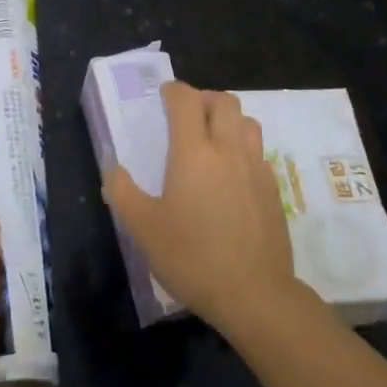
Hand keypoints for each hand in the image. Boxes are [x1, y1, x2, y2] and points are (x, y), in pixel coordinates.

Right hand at [104, 81, 299, 335]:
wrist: (255, 295)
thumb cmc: (193, 257)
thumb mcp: (144, 229)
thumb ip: (123, 193)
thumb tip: (113, 169)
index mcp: (194, 152)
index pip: (186, 101)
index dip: (174, 91)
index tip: (164, 96)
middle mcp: (228, 150)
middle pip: (224, 102)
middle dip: (204, 99)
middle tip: (188, 115)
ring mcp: (256, 169)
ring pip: (248, 122)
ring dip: (229, 120)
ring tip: (213, 139)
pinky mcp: (273, 190)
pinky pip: (258, 153)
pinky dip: (243, 149)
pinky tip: (232, 175)